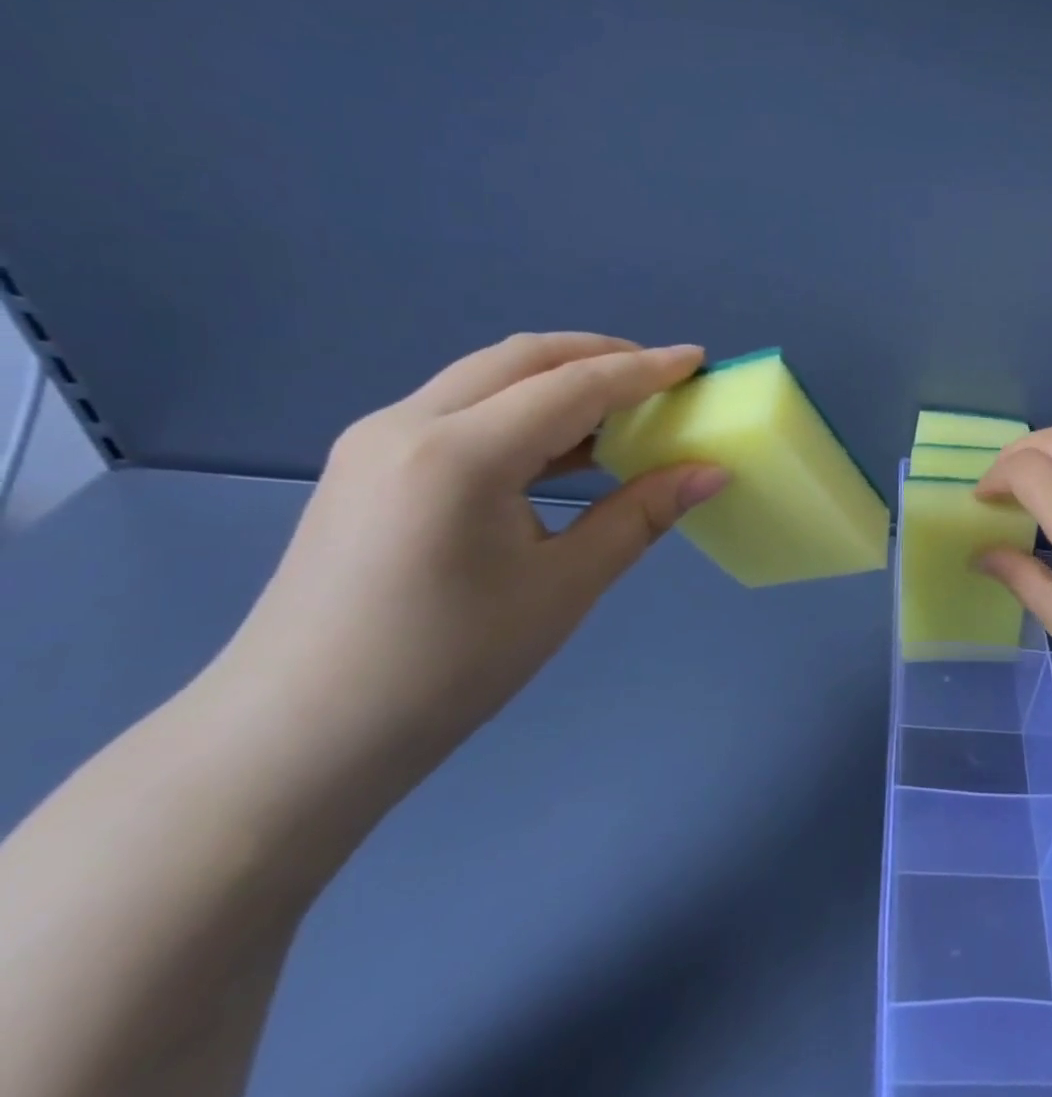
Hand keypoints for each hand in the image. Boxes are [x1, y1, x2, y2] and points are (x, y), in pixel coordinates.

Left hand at [208, 333, 728, 784]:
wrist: (296, 742)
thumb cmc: (446, 667)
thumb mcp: (563, 587)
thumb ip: (641, 515)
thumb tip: (711, 472)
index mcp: (461, 454)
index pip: (573, 386)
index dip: (645, 370)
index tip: (698, 360)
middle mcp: (410, 423)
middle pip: (524, 358)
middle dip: (601, 354)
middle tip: (663, 377)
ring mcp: (378, 440)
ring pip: (487, 377)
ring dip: (560, 378)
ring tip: (622, 405)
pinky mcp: (367, 464)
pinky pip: (461, 408)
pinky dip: (522, 407)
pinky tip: (560, 444)